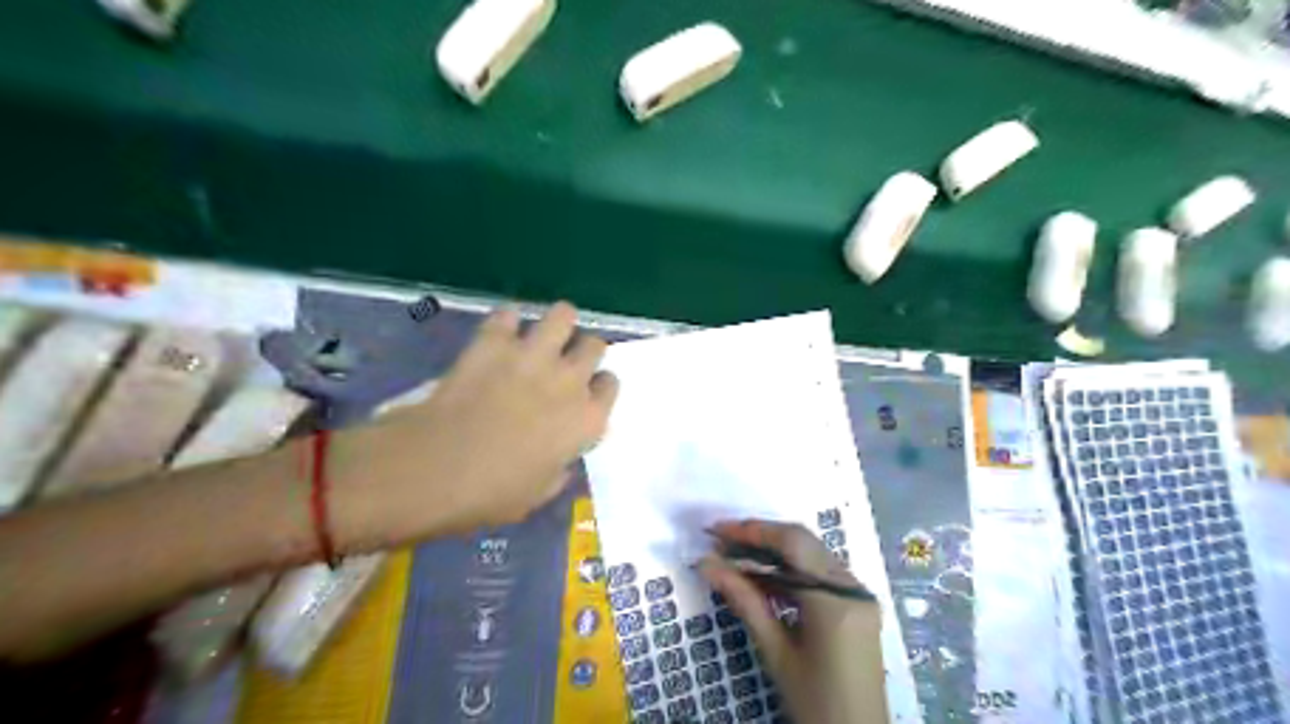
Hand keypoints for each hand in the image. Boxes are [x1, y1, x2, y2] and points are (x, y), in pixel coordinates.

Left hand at [328, 303, 616, 550]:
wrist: (436, 468)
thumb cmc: (492, 493)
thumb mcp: (539, 493)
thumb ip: (560, 468)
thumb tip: (561, 457)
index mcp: (587, 419)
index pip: (611, 385)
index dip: (598, 386)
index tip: (584, 393)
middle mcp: (569, 380)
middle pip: (595, 345)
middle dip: (583, 351)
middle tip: (562, 363)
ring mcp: (533, 355)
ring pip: (563, 314)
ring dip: (556, 323)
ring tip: (540, 336)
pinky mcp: (494, 341)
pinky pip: (508, 314)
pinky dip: (505, 322)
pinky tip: (498, 336)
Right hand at [696, 521, 889, 722]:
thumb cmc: (815, 704)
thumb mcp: (775, 652)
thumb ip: (744, 600)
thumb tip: (707, 564)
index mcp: (835, 599)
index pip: (791, 543)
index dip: (751, 530)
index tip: (716, 530)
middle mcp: (852, 587)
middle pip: (802, 543)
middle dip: (759, 538)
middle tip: (720, 542)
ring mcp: (858, 594)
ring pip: (810, 555)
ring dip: (772, 552)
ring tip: (732, 557)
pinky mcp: (856, 604)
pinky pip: (819, 573)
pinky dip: (789, 570)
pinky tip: (760, 577)